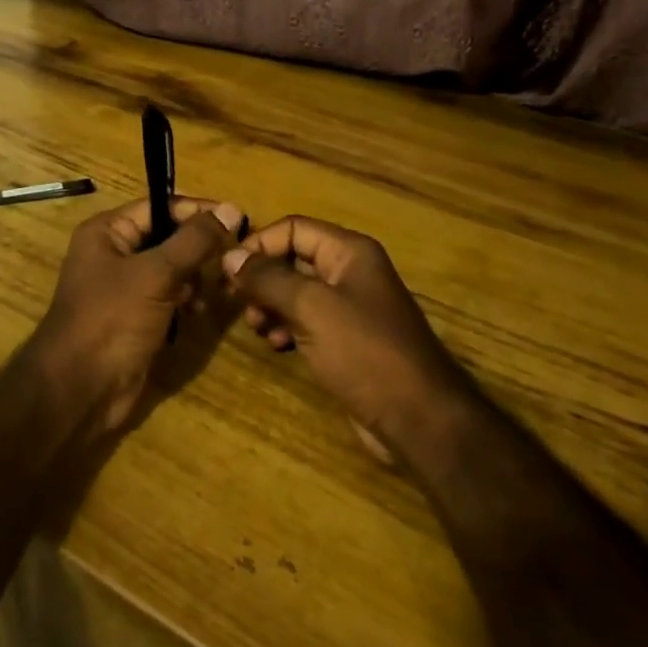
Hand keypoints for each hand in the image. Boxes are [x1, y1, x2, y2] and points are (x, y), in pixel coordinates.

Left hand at [30, 196, 245, 435]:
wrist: (79, 390)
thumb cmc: (111, 320)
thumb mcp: (155, 274)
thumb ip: (194, 241)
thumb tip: (229, 209)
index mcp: (107, 232)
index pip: (160, 206)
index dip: (197, 211)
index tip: (238, 219)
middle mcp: (114, 253)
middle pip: (167, 236)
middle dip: (199, 247)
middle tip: (233, 257)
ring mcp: (124, 287)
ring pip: (171, 268)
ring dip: (195, 276)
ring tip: (216, 289)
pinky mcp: (136, 317)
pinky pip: (168, 296)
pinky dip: (186, 299)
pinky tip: (199, 311)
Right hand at [224, 216, 477, 464]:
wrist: (418, 418)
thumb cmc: (365, 352)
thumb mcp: (311, 308)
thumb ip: (268, 279)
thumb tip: (230, 257)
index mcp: (349, 251)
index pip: (293, 228)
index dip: (259, 244)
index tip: (228, 272)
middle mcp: (350, 271)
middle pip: (293, 259)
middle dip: (262, 279)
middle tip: (238, 305)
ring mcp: (350, 307)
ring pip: (296, 292)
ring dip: (270, 305)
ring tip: (258, 329)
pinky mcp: (347, 340)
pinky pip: (307, 320)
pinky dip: (287, 327)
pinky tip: (278, 345)